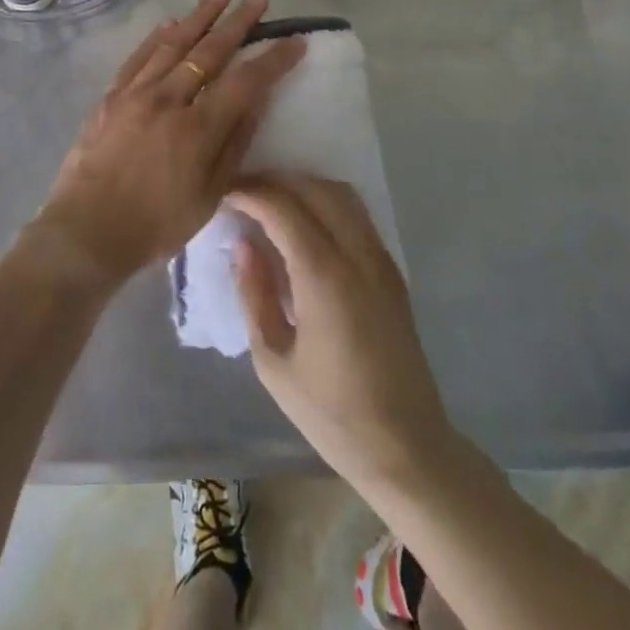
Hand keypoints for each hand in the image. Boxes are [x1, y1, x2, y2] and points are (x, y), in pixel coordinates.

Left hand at [34, 0, 305, 288]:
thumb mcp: (208, 196)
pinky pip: (138, 57)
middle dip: (238, 23)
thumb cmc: (154, 225)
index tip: (295, 42)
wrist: (85, 232)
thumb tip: (256, 101)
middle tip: (258, 0)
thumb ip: (234, 144)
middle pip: (209, 51)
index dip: (273, 60)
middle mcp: (167, 99)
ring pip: (173, 44)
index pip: (245, 82)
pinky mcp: (111, 96)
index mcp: (196, 129)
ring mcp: (135, 93)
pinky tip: (170, 24)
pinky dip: (156, 37)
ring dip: (199, 17)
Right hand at [227, 175, 454, 489]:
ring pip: (340, 193)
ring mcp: (380, 259)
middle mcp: (357, 254)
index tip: (222, 191)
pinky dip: (325, 202)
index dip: (249, 192)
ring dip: (302, 186)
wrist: (407, 447)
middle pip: (313, 188)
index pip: (282, 207)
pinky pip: (356, 214)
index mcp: (324, 276)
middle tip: (241, 193)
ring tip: (270, 202)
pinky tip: (303, 222)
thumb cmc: (331, 413)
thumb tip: (242, 243)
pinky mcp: (391, 270)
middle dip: (273, 181)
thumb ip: (254, 294)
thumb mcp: (274, 361)